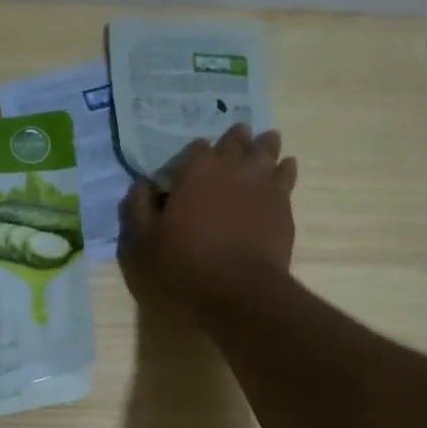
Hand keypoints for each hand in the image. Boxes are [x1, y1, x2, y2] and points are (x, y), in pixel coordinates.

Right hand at [121, 124, 296, 310]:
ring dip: (263, 145)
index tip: (190, 168)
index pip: (196, 147)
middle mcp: (232, 166)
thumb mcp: (146, 240)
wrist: (239, 287)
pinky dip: (284, 167)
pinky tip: (284, 168)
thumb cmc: (186, 263)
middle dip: (233, 140)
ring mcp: (262, 181)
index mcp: (196, 169)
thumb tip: (142, 184)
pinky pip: (287, 172)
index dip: (193, 156)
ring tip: (263, 144)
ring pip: (267, 148)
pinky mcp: (283, 201)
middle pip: (236, 140)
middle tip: (233, 141)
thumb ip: (139, 207)